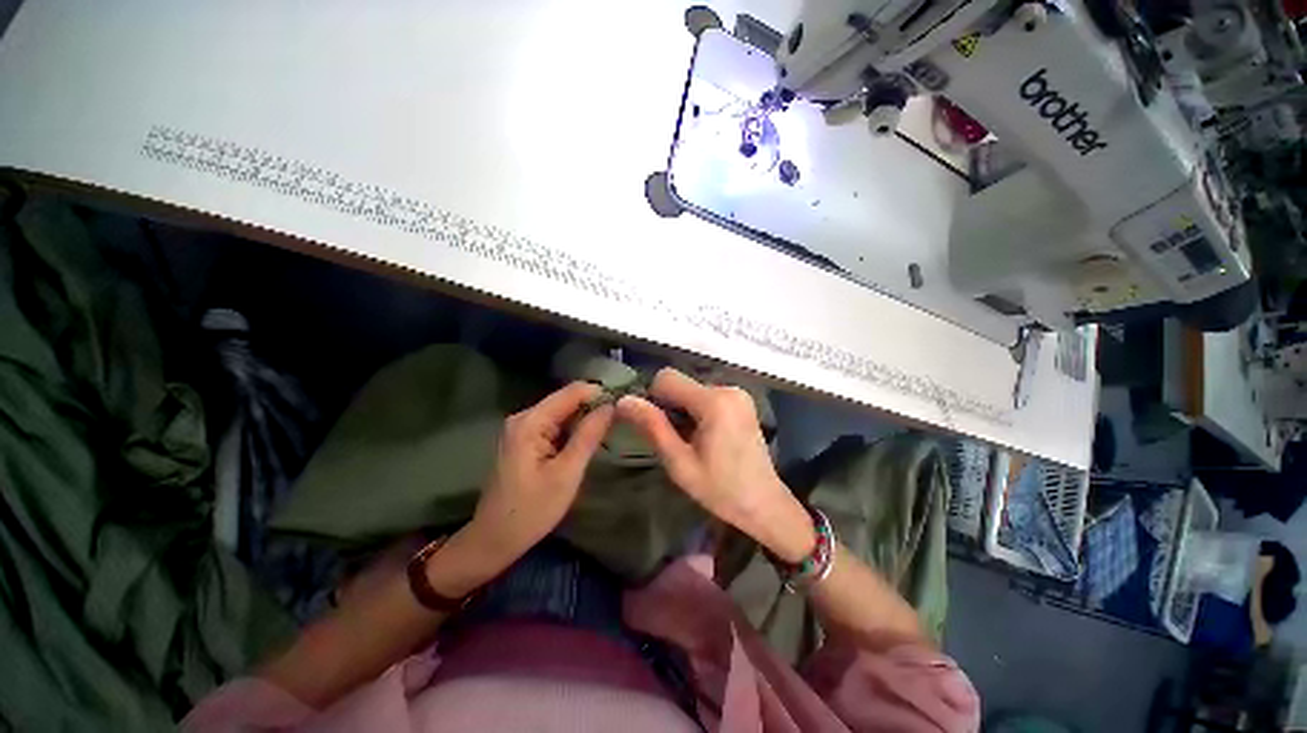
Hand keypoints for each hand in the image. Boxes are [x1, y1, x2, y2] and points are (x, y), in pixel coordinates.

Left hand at [444, 382, 612, 588]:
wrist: (494, 540)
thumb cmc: (532, 510)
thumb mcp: (567, 473)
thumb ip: (589, 435)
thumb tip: (611, 406)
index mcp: (531, 421)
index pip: (573, 391)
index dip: (600, 394)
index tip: (623, 407)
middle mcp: (524, 417)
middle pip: (567, 400)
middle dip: (593, 408)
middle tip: (617, 426)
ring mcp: (522, 428)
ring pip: (563, 413)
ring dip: (584, 421)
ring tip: (606, 435)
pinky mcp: (524, 440)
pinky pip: (555, 425)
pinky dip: (572, 431)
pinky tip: (584, 445)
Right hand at [616, 368, 813, 561]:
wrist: (764, 503)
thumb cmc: (721, 490)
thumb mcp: (679, 463)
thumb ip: (652, 427)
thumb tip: (623, 400)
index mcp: (714, 402)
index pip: (666, 378)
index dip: (653, 399)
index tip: (659, 428)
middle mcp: (728, 388)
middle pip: (680, 383)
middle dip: (670, 407)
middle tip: (677, 440)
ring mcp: (738, 393)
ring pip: (691, 389)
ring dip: (683, 410)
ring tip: (693, 441)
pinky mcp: (741, 400)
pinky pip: (706, 395)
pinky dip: (698, 410)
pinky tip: (706, 436)